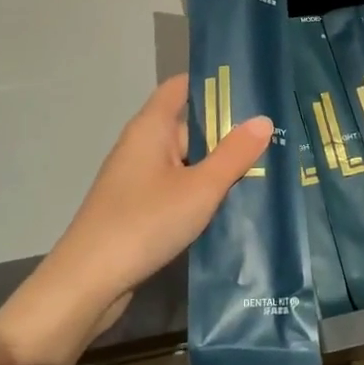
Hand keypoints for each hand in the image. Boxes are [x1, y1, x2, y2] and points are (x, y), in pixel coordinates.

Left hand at [0, 76, 270, 364]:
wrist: (89, 282)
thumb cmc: (145, 222)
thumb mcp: (200, 188)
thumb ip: (234, 154)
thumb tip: (263, 119)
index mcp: (151, 127)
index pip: (182, 86)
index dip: (213, 82)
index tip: (251, 85)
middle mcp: (142, 145)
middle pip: (188, 124)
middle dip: (227, 129)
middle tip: (275, 132)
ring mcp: (138, 178)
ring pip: (186, 160)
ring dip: (217, 164)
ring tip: (266, 165)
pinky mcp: (139, 207)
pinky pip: (177, 186)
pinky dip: (202, 189)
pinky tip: (233, 203)